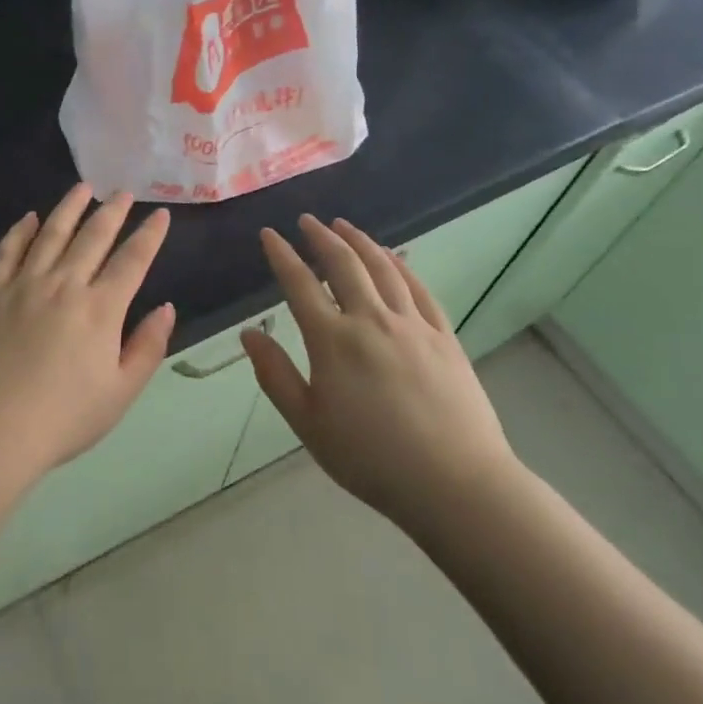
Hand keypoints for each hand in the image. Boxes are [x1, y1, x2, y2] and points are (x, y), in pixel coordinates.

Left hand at [0, 185, 175, 493]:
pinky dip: (21, 230)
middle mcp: (64, 284)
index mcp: (100, 309)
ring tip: (82, 188)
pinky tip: (30, 218)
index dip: (150, 235)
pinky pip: (8, 251)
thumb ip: (147, 347)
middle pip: (93, 237)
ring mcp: (23, 284)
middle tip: (123, 192)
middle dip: (112, 212)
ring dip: (69, 208)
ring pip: (51, 233)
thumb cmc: (62, 419)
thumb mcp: (120, 393)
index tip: (161, 214)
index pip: (132, 261)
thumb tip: (166, 308)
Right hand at [241, 215, 520, 538]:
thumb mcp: (308, 423)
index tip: (269, 234)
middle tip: (307, 220)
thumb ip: (275, 375)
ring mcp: (412, 325)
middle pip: (343, 265)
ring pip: (382, 268)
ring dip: (360, 241)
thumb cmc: (370, 458)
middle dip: (321, 237)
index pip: (299, 284)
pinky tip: (393, 257)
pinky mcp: (444, 336)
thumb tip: (248, 333)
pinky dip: (400, 265)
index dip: (282, 255)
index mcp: (332, 341)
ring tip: (344, 226)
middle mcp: (371, 320)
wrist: (454, 483)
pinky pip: (419, 288)